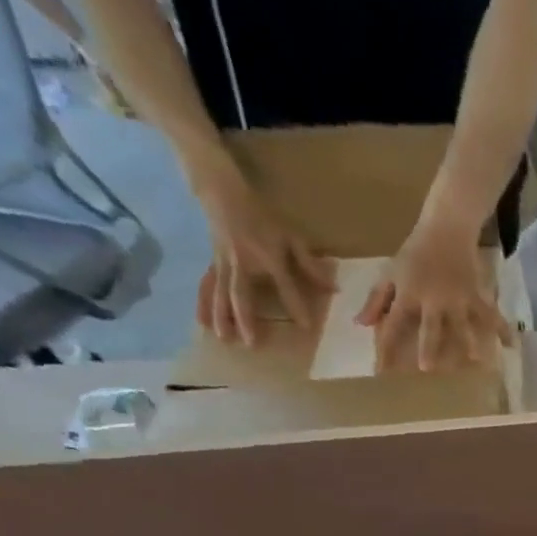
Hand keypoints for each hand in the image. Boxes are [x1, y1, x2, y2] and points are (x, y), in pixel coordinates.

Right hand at [194, 171, 330, 345]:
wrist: (222, 192)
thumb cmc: (263, 216)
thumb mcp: (291, 236)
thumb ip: (310, 263)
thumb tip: (334, 289)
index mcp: (268, 257)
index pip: (285, 286)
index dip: (296, 306)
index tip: (306, 326)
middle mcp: (243, 263)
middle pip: (242, 294)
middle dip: (245, 318)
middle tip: (250, 343)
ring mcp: (224, 263)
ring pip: (220, 292)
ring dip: (222, 316)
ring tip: (224, 339)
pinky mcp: (213, 263)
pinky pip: (207, 285)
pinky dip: (203, 303)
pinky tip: (202, 322)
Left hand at [356, 219, 511, 372]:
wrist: (445, 228)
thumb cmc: (414, 254)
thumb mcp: (391, 273)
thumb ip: (377, 300)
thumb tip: (361, 324)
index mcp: (408, 294)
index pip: (394, 324)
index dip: (387, 348)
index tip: (383, 371)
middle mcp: (434, 299)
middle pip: (431, 327)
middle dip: (429, 347)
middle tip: (428, 369)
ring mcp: (458, 298)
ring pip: (464, 324)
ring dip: (470, 342)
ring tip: (477, 361)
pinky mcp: (476, 295)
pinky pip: (490, 314)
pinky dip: (502, 329)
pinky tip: (512, 345)